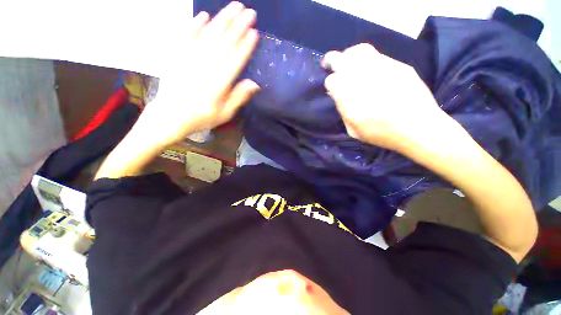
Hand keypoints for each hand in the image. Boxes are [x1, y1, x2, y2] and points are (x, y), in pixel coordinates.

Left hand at [135, 2, 259, 147]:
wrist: (171, 115)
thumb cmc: (202, 116)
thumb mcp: (225, 113)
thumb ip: (239, 97)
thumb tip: (255, 84)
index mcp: (221, 80)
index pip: (237, 58)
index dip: (246, 45)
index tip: (255, 32)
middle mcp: (208, 65)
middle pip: (225, 41)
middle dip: (238, 25)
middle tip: (249, 12)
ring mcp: (191, 57)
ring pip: (210, 34)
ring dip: (223, 19)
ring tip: (234, 7)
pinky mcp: (178, 55)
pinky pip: (187, 35)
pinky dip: (195, 25)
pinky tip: (204, 16)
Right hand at [322, 44, 446, 152]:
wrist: (417, 126)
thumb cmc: (381, 133)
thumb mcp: (353, 130)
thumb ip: (343, 111)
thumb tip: (338, 97)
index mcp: (348, 96)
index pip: (331, 81)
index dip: (330, 84)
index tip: (333, 89)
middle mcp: (361, 77)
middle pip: (339, 59)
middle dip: (331, 61)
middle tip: (330, 65)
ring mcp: (380, 67)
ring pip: (358, 51)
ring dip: (349, 56)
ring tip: (349, 63)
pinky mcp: (397, 65)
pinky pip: (376, 55)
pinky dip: (367, 59)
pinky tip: (369, 69)